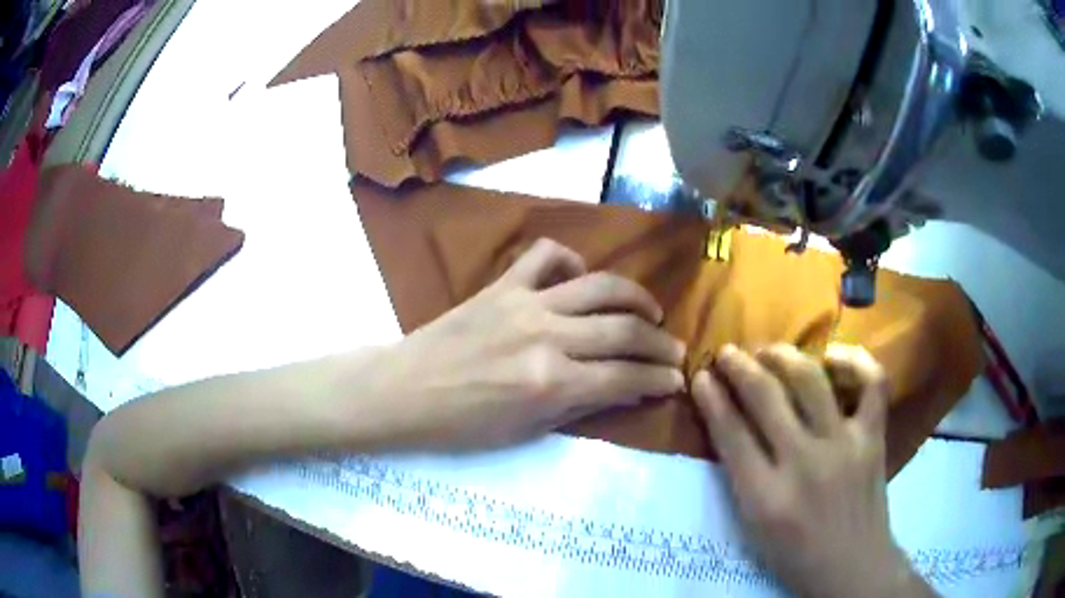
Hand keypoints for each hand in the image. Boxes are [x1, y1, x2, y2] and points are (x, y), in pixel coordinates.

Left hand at [375, 238, 685, 449]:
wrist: (405, 390)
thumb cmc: (463, 424)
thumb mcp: (527, 430)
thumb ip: (582, 405)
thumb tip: (629, 389)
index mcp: (550, 383)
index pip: (625, 377)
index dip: (659, 379)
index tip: (677, 379)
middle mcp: (547, 337)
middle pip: (624, 330)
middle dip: (661, 343)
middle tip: (676, 350)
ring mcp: (525, 303)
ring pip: (600, 285)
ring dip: (635, 297)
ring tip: (651, 311)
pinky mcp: (504, 284)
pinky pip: (546, 256)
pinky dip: (571, 261)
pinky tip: (579, 278)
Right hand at [692, 344, 932, 597]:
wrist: (852, 567)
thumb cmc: (796, 556)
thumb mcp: (754, 527)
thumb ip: (741, 476)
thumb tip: (729, 423)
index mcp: (766, 497)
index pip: (731, 433)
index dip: (712, 398)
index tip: (701, 376)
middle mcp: (805, 463)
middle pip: (766, 397)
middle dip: (740, 367)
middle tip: (728, 352)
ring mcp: (845, 445)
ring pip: (812, 380)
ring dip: (783, 356)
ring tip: (769, 350)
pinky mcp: (873, 437)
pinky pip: (872, 382)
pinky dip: (855, 361)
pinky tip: (834, 357)